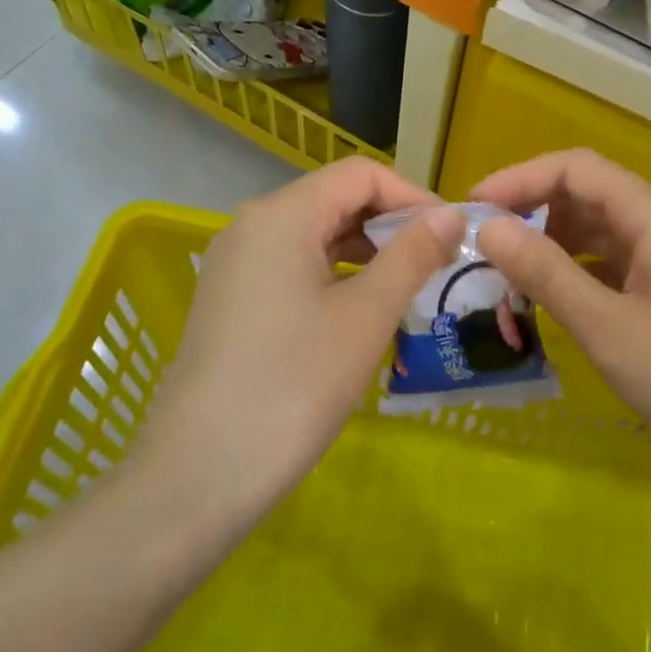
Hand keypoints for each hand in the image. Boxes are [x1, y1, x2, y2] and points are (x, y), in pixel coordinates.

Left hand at [130, 159, 462, 530]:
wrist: (199, 477)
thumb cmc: (294, 385)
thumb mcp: (366, 315)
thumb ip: (412, 254)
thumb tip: (451, 213)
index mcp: (282, 214)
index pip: (361, 175)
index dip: (413, 196)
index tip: (451, 236)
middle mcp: (252, 225)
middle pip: (336, 199)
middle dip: (392, 225)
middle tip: (437, 265)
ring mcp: (236, 264)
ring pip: (315, 235)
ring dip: (367, 252)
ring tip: (408, 289)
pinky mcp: (231, 300)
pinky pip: (294, 266)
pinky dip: (335, 275)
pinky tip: (362, 312)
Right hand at [471, 150, 650, 497]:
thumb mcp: (606, 327)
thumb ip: (545, 271)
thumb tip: (489, 228)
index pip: (575, 168)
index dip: (519, 178)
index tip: (473, 210)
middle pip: (588, 193)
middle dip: (532, 211)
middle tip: (484, 249)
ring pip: (602, 229)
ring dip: (554, 243)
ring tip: (510, 277)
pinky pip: (618, 260)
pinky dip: (581, 270)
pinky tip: (555, 298)